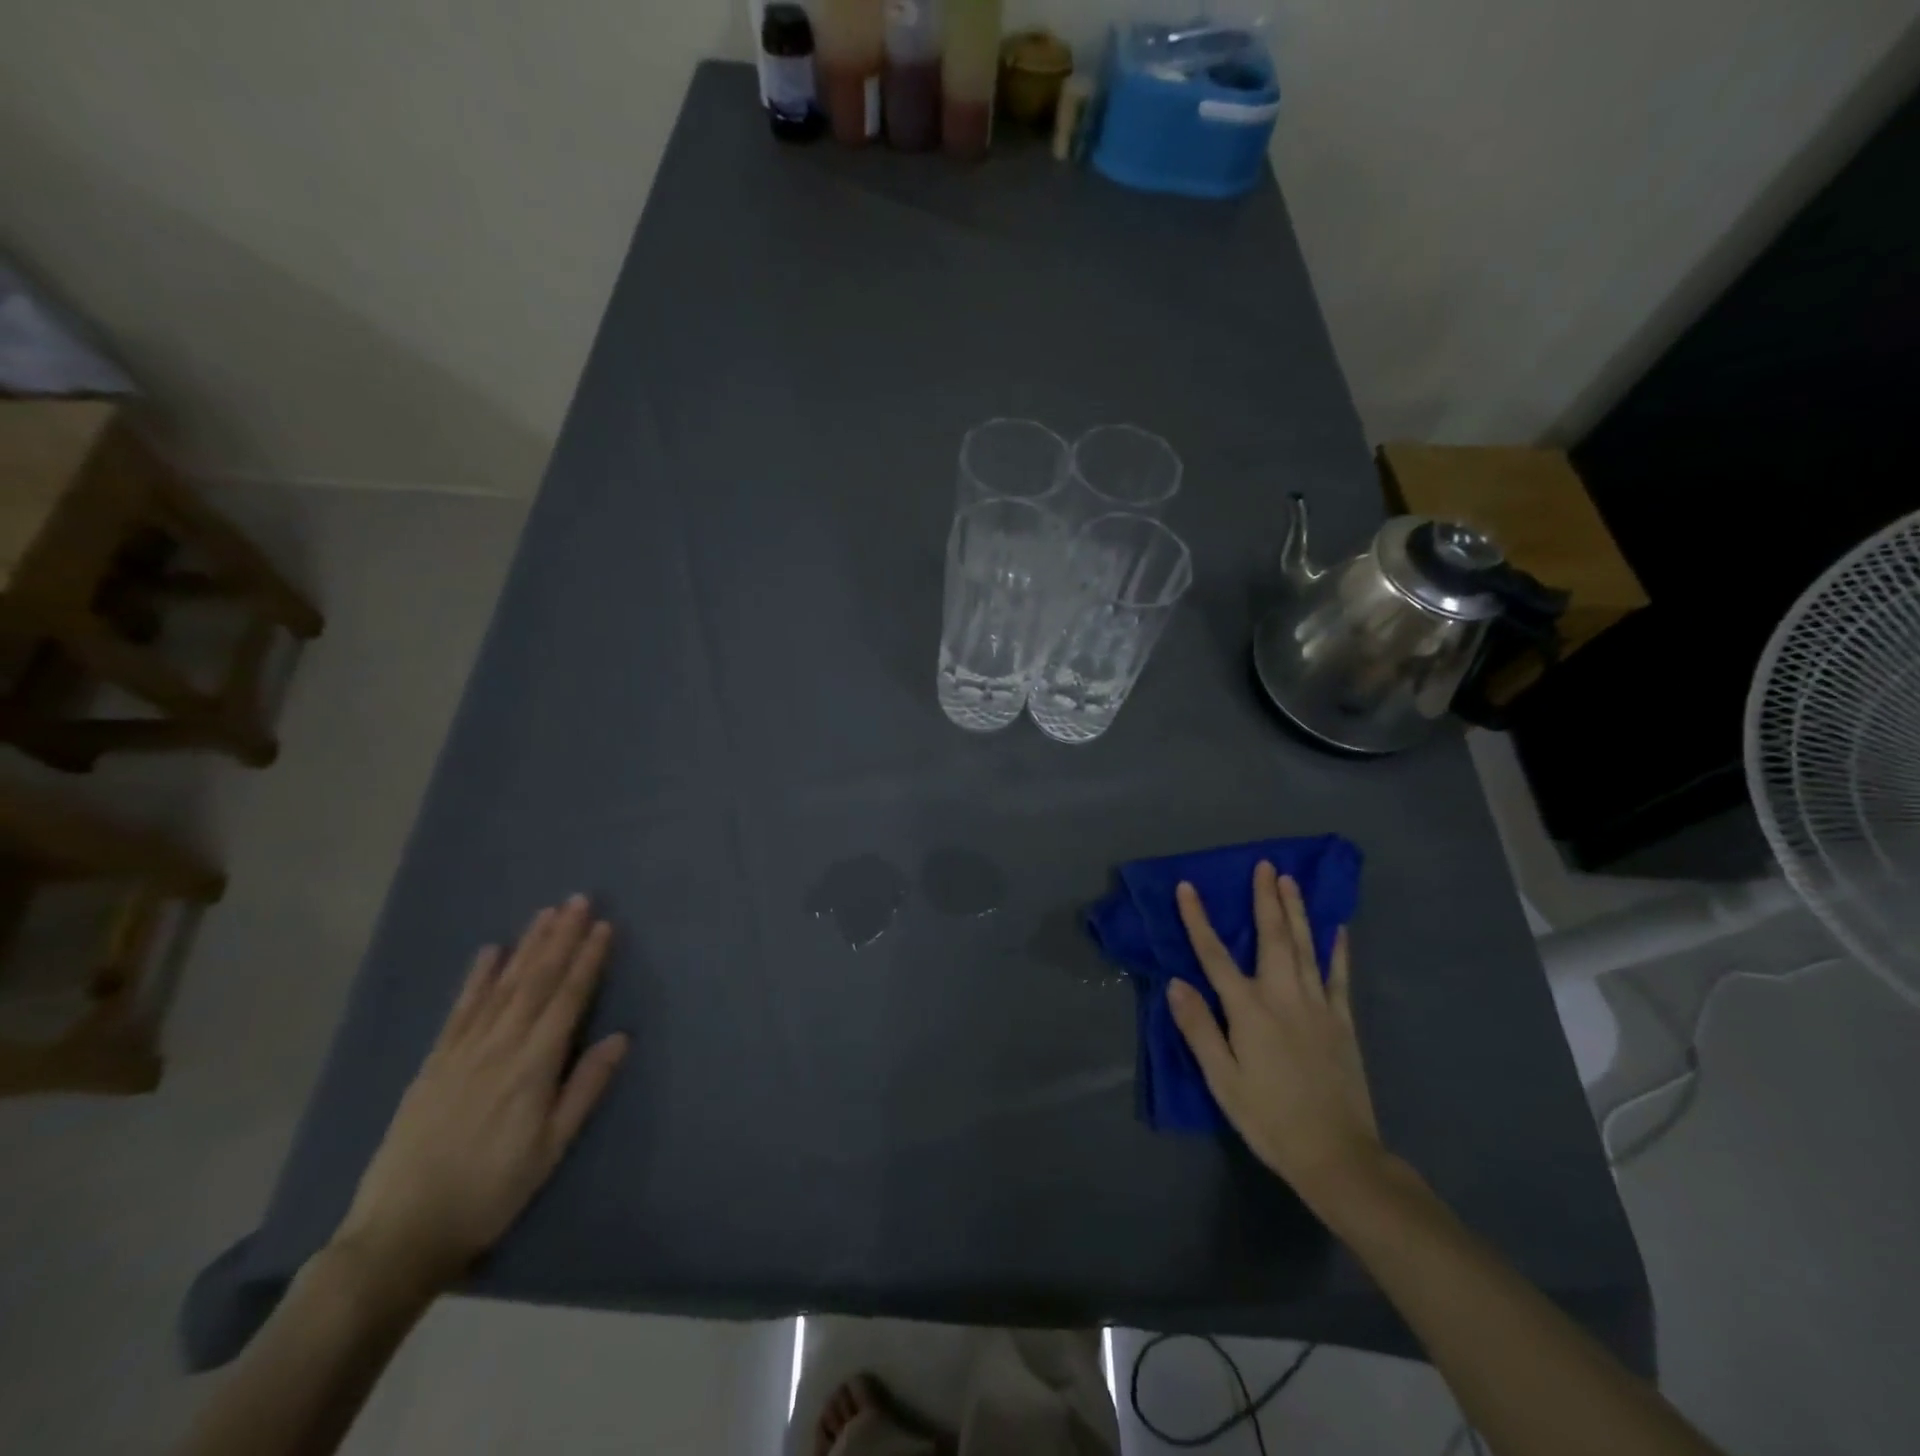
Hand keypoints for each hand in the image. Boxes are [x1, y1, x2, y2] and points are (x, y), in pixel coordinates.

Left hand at [332, 896, 628, 1291]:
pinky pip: (459, 1009)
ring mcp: (461, 1052)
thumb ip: (584, 1089)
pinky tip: (490, 951)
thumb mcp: (550, 1150)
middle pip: (535, 981)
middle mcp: (498, 1047)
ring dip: (527, 946)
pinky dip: (477, 977)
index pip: (567, 999)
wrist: (399, 1234)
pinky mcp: (433, 1063)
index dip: (587, 960)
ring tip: (546, 913)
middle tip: (579, 900)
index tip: (604, 926)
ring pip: (501, 986)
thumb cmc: (490, 1193)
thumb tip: (621, 1037)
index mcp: (532, 1067)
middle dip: (560, 938)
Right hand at [1166, 862, 1383, 1209]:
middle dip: (1265, 899)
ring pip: (1305, 946)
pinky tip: (1337, 928)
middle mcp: (1283, 996)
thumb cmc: (1269, 1118)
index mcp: (1248, 1010)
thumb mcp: (1223, 1080)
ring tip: (1292, 881)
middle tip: (1265, 865)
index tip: (1188, 887)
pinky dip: (1337, 949)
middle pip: (1271, 937)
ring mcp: (1318, 1006)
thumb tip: (1176, 983)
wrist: (1337, 1155)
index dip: (1198, 919)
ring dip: (1297, 911)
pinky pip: (1338, 975)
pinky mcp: (1342, 1021)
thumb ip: (1199, 1029)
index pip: (1214, 955)